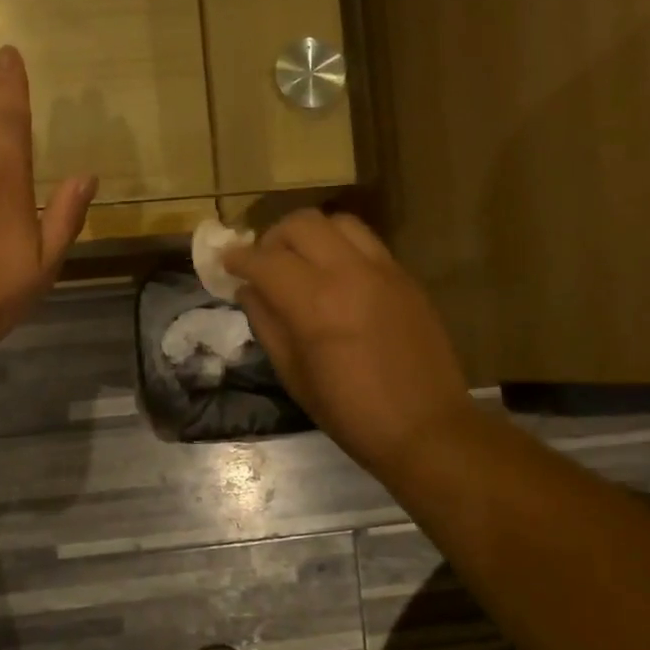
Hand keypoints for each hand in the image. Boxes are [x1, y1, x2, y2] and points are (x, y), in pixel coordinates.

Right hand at [226, 210, 472, 475]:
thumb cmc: (349, 412)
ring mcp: (382, 269)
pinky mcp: (405, 276)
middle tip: (263, 264)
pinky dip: (340, 246)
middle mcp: (348, 273)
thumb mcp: (293, 374)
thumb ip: (266, 324)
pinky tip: (335, 276)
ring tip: (300, 262)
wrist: (424, 427)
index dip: (238, 258)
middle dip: (272, 238)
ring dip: (309, 235)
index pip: (265, 260)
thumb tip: (248, 291)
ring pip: (337, 222)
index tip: (225, 263)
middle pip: (301, 224)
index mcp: (314, 304)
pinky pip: (365, 241)